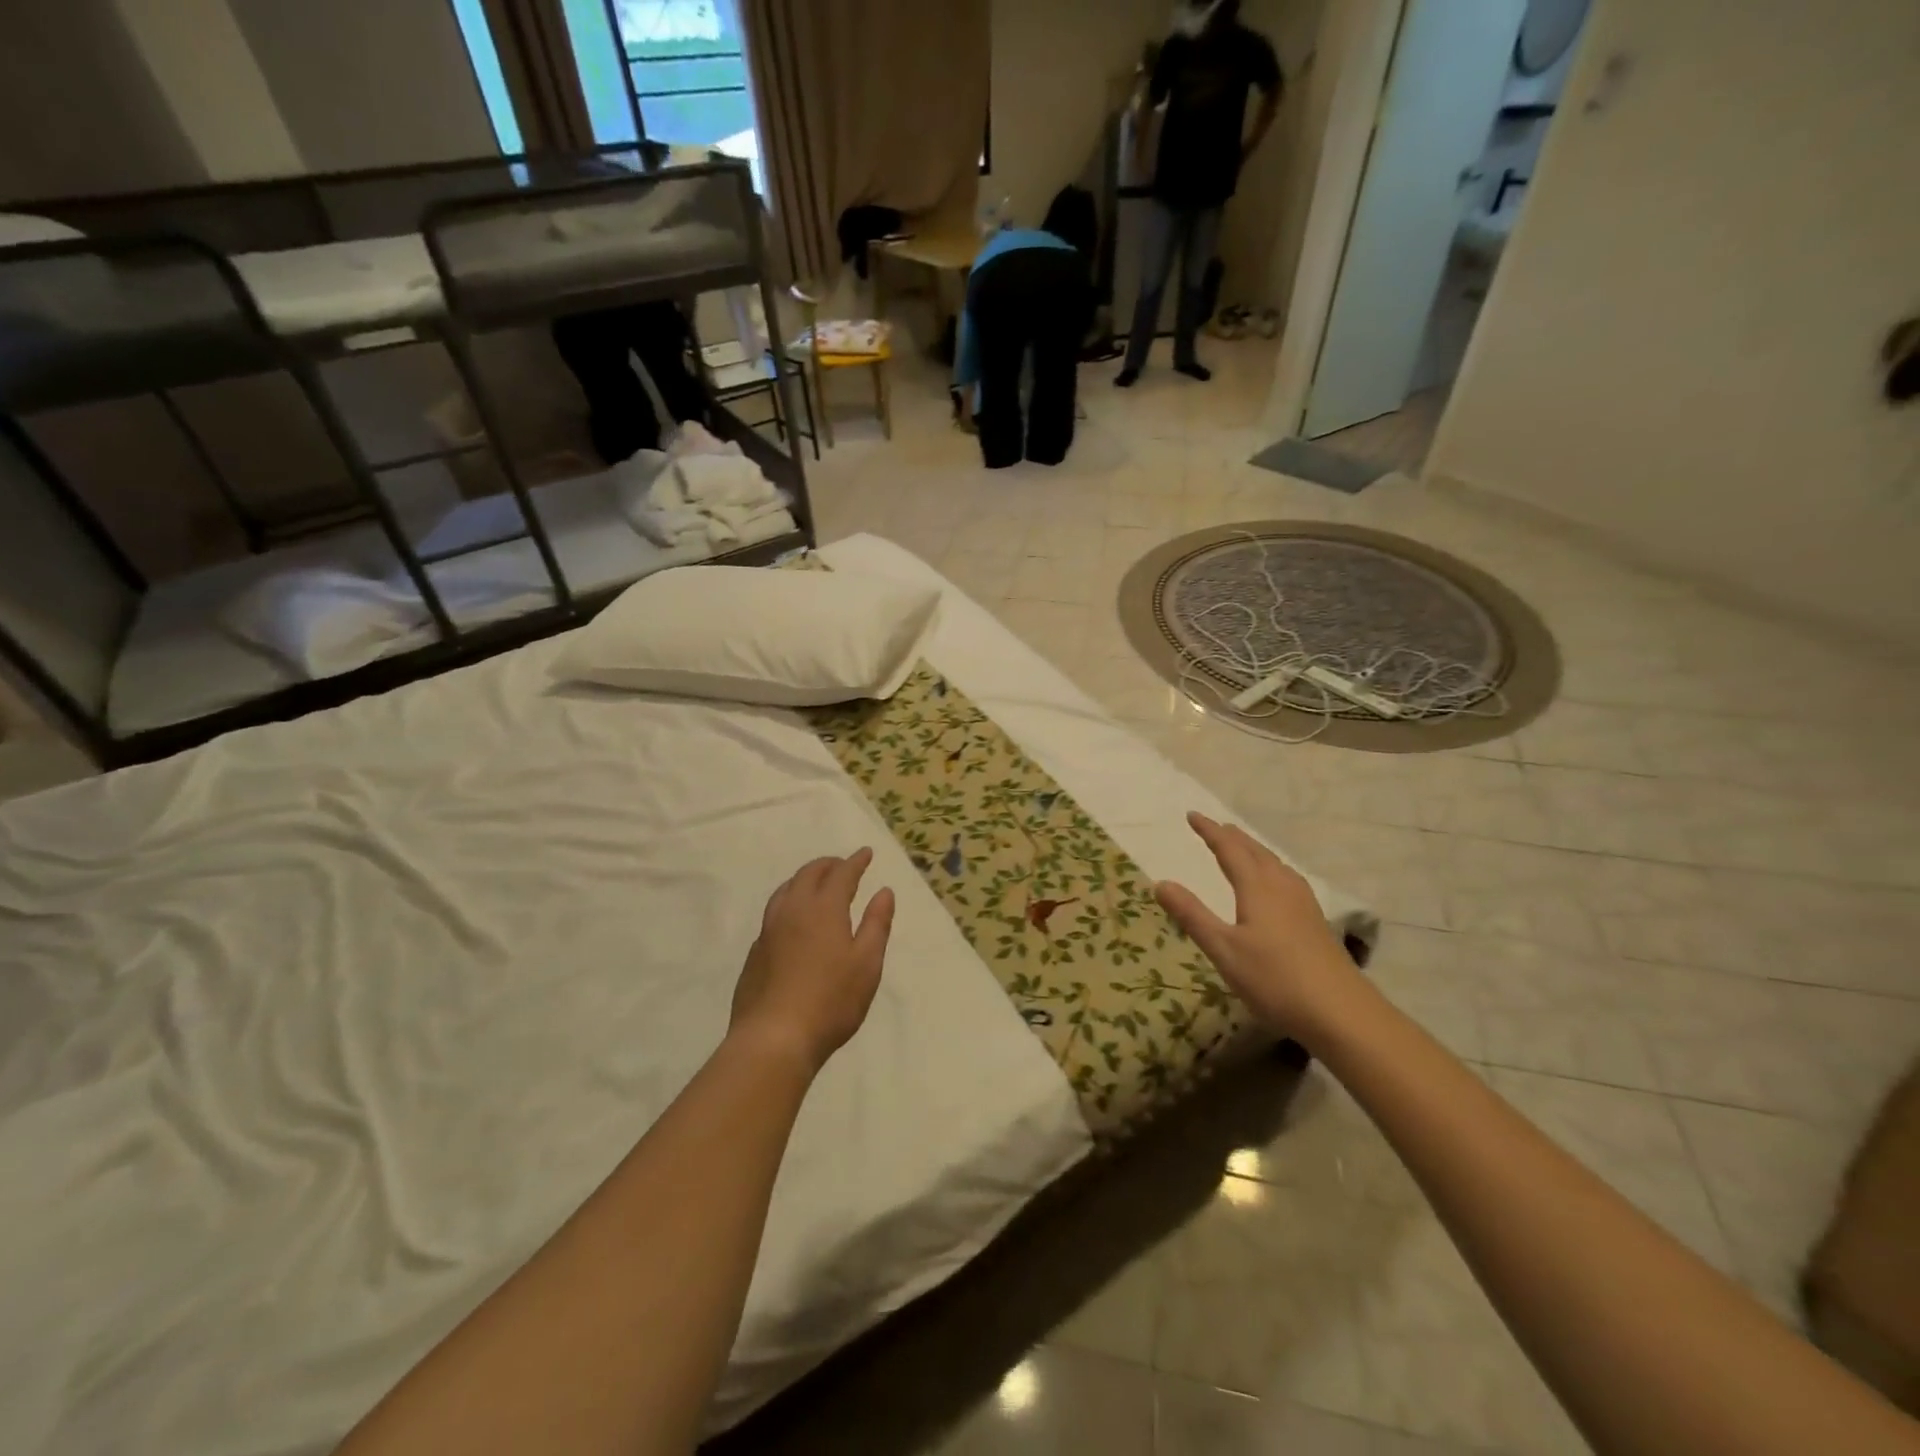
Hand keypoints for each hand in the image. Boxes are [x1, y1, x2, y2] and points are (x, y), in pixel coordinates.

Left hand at [731, 849, 895, 1072]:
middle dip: (827, 865)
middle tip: (842, 864)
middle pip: (809, 875)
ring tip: (815, 883)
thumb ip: (876, 924)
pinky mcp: (755, 952)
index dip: (855, 861)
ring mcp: (769, 931)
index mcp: (824, 909)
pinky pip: (773, 913)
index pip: (842, 874)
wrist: (772, 1038)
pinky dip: (788, 902)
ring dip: (803, 879)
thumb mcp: (867, 964)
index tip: (865, 852)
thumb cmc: (831, 1001)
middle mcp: (793, 910)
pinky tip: (793, 920)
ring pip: (785, 890)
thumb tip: (884, 892)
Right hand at [1154, 812, 1359, 1038]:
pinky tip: (1275, 884)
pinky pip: (1287, 878)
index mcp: (1257, 887)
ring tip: (1241, 847)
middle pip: (1255, 851)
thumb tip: (1161, 883)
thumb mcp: (1223, 949)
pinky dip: (1270, 868)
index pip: (1229, 849)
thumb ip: (1192, 915)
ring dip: (1254, 850)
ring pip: (1274, 864)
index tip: (1192, 816)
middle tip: (1214, 827)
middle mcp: (1282, 887)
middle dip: (1232, 837)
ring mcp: (1303, 903)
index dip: (1209, 831)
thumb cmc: (1274, 979)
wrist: (1341, 1013)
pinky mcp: (1315, 921)